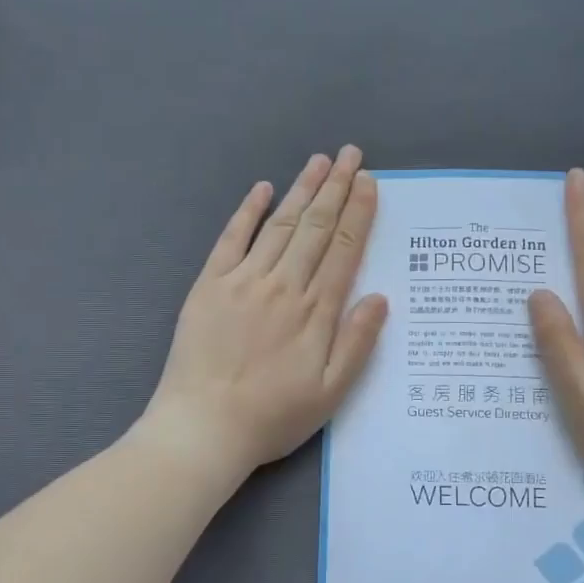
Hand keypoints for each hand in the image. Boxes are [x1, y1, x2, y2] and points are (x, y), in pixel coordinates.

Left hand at [137, 146, 387, 484]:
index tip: (370, 183)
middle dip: (336, 188)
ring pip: (279, 225)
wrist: (203, 427)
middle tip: (352, 155)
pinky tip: (261, 189)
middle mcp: (283, 286)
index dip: (359, 213)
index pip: (343, 249)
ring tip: (320, 161)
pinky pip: (231, 239)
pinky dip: (247, 212)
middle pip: (315, 228)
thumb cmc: (272, 417)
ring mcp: (243, 281)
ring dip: (302, 190)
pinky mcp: (209, 286)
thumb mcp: (331, 393)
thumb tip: (380, 297)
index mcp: (315, 312)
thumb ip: (357, 343)